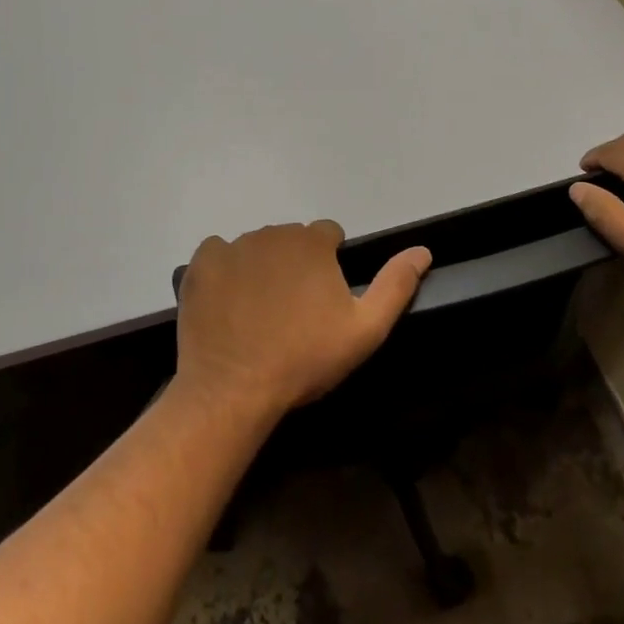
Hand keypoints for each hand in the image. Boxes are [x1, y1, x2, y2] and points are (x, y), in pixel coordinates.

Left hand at [176, 222, 431, 420]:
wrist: (234, 389)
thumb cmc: (305, 359)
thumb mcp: (365, 330)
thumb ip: (395, 285)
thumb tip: (423, 250)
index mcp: (312, 243)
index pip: (328, 234)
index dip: (331, 263)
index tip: (324, 298)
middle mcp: (272, 233)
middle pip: (291, 240)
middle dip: (296, 264)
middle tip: (294, 310)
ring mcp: (232, 246)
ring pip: (256, 247)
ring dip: (262, 267)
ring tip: (260, 312)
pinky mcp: (200, 264)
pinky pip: (218, 253)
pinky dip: (225, 270)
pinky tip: (228, 303)